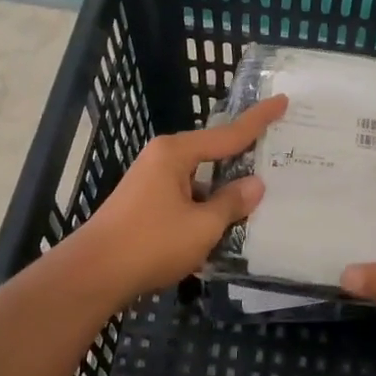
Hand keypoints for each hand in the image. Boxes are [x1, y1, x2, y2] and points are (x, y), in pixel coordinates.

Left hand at [71, 96, 288, 301]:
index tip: (282, 100)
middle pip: (213, 154)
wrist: (93, 275)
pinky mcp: (146, 206)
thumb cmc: (150, 243)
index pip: (228, 134)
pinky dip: (206, 209)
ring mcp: (151, 183)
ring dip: (223, 192)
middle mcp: (162, 160)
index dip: (258, 119)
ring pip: (200, 180)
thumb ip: (231, 204)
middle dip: (242, 159)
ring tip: (258, 200)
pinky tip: (224, 227)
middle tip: (277, 155)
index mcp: (175, 153)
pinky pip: (187, 198)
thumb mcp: (202, 226)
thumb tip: (255, 185)